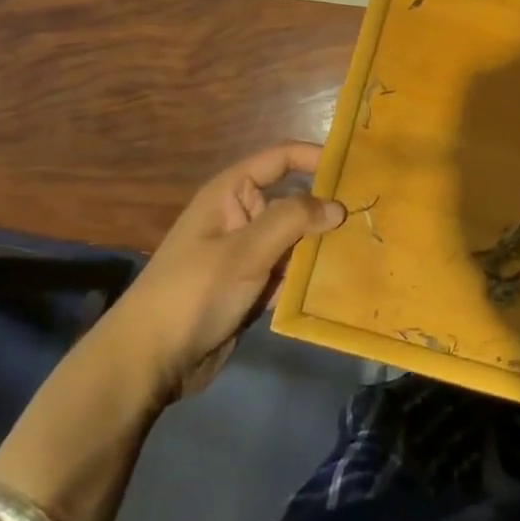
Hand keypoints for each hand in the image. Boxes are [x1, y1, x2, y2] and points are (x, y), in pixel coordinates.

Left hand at [110, 142, 343, 400]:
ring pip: (294, 239)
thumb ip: (293, 220)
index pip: (281, 158)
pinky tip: (340, 282)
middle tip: (371, 214)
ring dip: (321, 246)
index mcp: (232, 191)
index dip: (316, 158)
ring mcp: (245, 253)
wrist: (148, 362)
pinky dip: (307, 276)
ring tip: (366, 247)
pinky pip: (287, 272)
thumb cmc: (194, 291)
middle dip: (326, 208)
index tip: (355, 168)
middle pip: (293, 200)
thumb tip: (337, 205)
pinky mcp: (249, 286)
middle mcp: (241, 215)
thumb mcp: (246, 250)